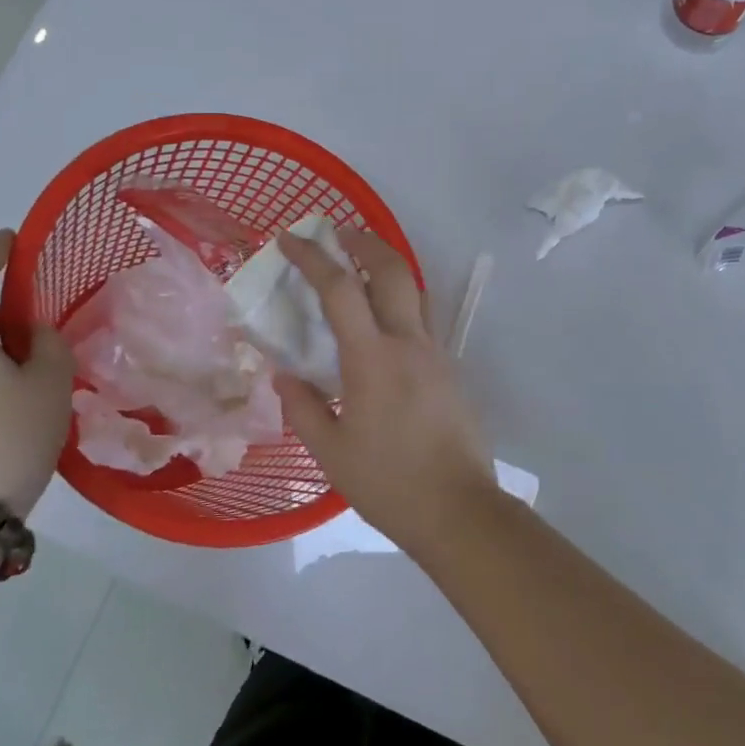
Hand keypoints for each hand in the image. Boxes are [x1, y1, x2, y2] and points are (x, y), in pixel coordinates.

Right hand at [275, 229, 496, 552]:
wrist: (459, 510)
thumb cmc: (389, 483)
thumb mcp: (331, 452)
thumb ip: (303, 407)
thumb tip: (285, 375)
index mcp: (372, 358)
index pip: (339, 289)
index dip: (312, 257)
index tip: (289, 239)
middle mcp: (409, 342)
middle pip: (391, 270)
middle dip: (364, 242)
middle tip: (338, 235)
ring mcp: (436, 353)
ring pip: (415, 290)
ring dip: (387, 267)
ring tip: (361, 269)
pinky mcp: (450, 370)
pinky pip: (423, 319)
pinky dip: (400, 302)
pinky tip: (383, 326)